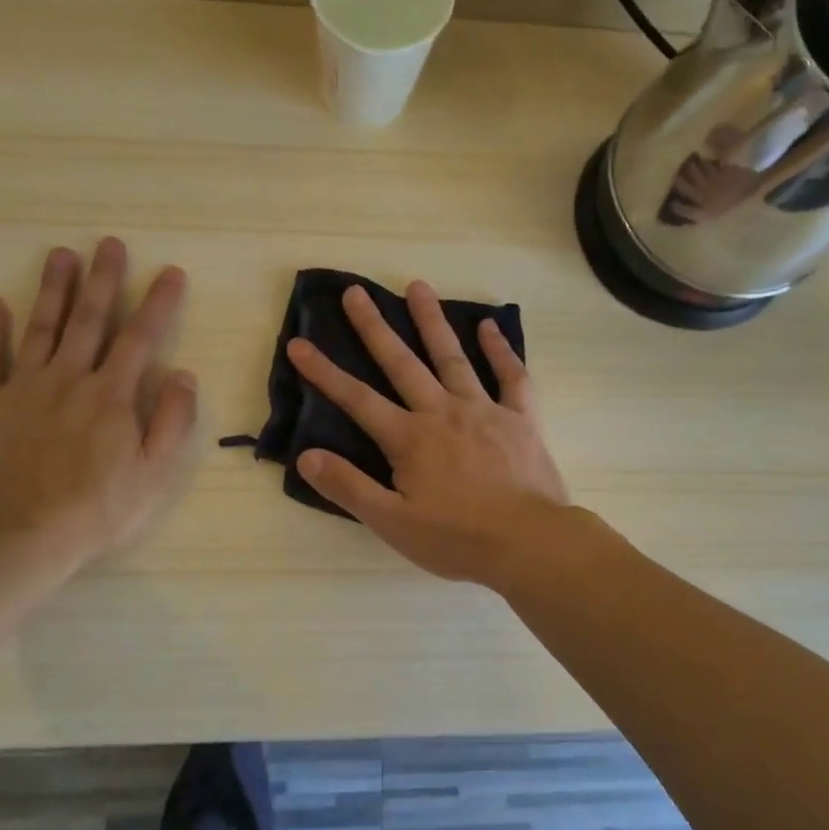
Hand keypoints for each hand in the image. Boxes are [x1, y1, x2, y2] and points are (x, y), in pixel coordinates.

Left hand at [0, 238, 196, 578]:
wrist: (17, 537)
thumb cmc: (96, 510)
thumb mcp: (154, 474)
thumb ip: (173, 421)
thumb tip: (184, 375)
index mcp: (112, 395)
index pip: (141, 337)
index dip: (158, 302)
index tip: (171, 272)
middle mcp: (68, 379)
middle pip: (89, 320)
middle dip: (104, 280)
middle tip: (109, 244)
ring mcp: (22, 389)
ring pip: (40, 327)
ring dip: (53, 289)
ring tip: (61, 255)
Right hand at [287, 281, 569, 586]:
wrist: (529, 543)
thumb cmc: (457, 538)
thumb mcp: (393, 522)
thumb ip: (349, 487)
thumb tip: (306, 456)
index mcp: (409, 438)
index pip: (357, 399)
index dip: (325, 372)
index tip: (299, 344)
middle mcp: (443, 412)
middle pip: (402, 363)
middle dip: (375, 327)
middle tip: (356, 291)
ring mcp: (484, 410)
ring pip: (452, 357)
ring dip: (432, 321)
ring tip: (418, 286)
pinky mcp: (521, 418)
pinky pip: (511, 376)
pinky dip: (500, 350)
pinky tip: (490, 326)